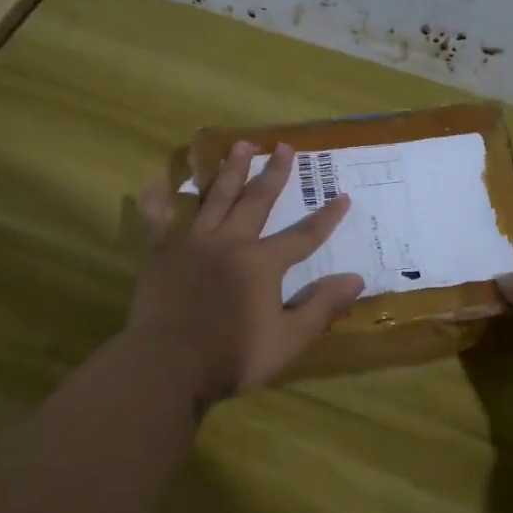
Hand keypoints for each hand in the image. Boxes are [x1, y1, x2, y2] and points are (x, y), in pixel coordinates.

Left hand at [126, 141, 365, 405]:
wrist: (168, 367)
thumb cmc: (232, 357)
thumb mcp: (288, 339)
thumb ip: (321, 306)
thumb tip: (355, 278)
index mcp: (262, 263)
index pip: (303, 236)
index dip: (326, 218)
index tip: (343, 196)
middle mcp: (229, 242)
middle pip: (256, 201)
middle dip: (273, 173)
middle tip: (283, 147)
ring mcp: (191, 243)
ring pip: (214, 198)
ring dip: (229, 171)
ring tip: (240, 145)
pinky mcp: (160, 253)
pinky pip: (157, 219)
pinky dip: (157, 199)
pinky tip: (157, 180)